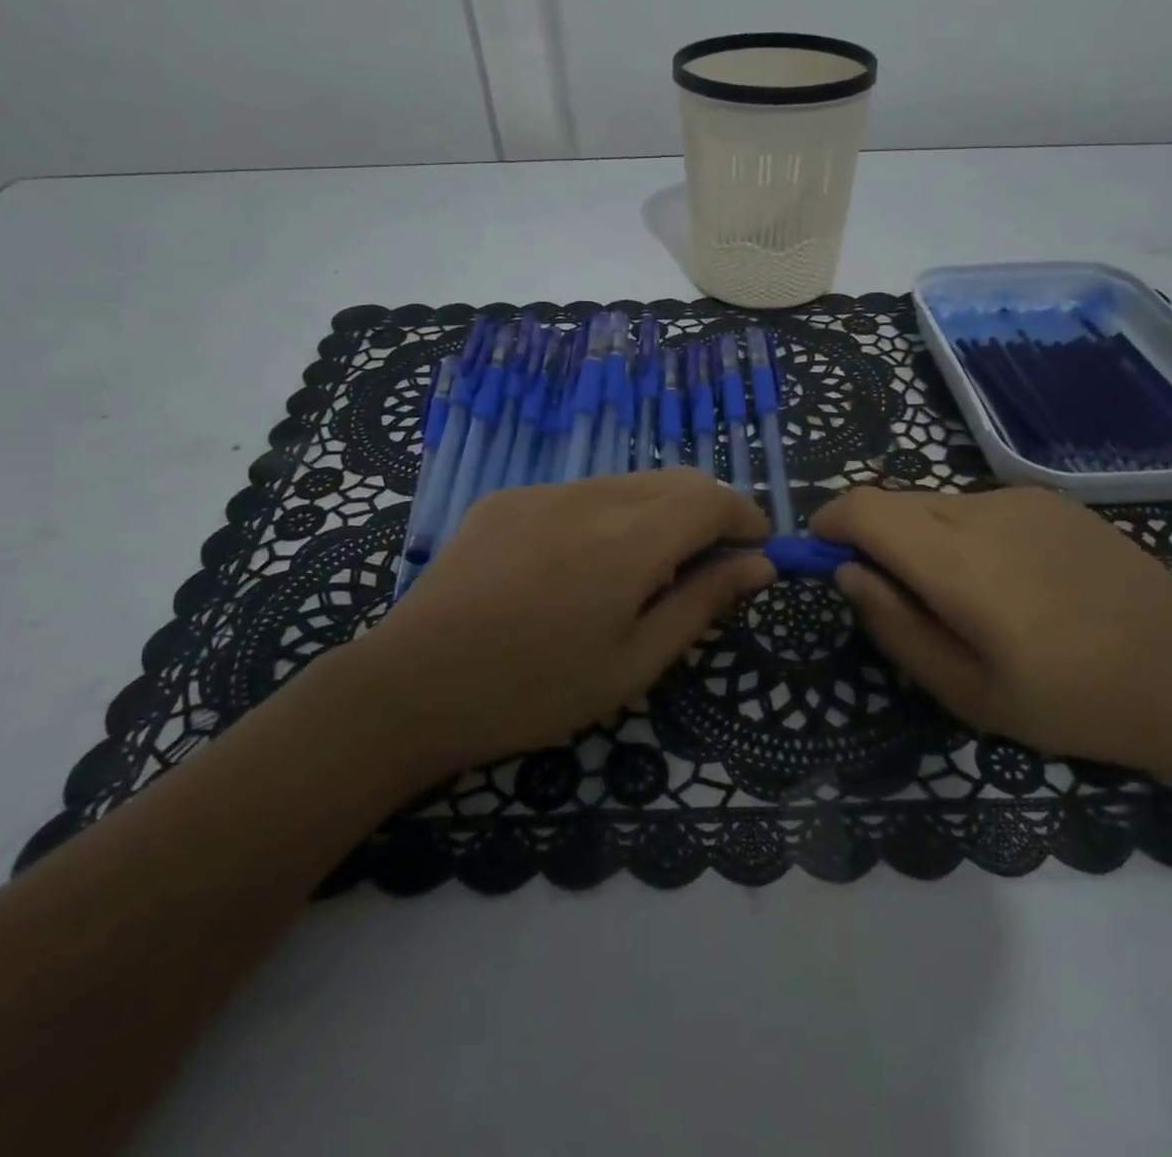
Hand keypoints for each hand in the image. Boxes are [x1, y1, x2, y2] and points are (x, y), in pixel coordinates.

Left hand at [353, 470, 772, 776]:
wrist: (412, 686)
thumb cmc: (536, 690)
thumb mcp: (635, 662)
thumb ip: (703, 603)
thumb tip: (759, 566)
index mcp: (631, 539)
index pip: (713, 499)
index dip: (744, 518)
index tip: (756, 551)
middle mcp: (591, 496)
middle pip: (675, 481)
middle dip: (707, 512)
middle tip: (707, 565)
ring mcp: (543, 491)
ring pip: (627, 484)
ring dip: (656, 513)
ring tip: (641, 572)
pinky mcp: (506, 498)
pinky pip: (577, 494)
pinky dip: (605, 516)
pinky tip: (578, 566)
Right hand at [811, 486, 1171, 785]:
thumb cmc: (1078, 701)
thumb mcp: (970, 694)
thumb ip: (895, 628)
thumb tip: (847, 576)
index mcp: (955, 559)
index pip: (859, 508)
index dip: (827, 526)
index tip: (825, 564)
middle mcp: (980, 509)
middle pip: (892, 502)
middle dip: (870, 540)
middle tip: (895, 601)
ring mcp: (1019, 499)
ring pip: (933, 503)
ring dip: (918, 540)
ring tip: (962, 602)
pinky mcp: (1051, 500)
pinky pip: (976, 507)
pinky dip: (959, 534)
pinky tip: (1009, 585)